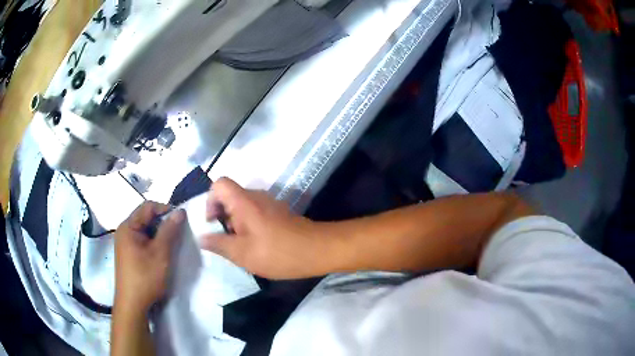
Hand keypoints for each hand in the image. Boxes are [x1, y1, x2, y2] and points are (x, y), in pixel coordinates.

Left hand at [114, 202, 185, 313]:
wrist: (133, 304)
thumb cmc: (145, 277)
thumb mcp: (160, 253)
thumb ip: (169, 230)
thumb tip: (180, 211)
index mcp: (128, 226)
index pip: (148, 206)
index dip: (165, 209)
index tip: (181, 220)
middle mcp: (124, 231)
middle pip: (146, 218)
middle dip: (163, 223)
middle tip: (178, 235)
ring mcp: (125, 244)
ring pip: (145, 231)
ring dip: (159, 235)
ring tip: (172, 245)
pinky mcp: (128, 254)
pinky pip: (142, 241)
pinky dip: (153, 244)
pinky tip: (161, 255)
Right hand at [201, 178, 340, 279]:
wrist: (318, 251)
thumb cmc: (278, 252)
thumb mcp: (242, 253)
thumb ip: (219, 244)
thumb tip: (202, 237)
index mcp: (244, 201)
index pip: (219, 184)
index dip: (210, 200)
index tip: (213, 222)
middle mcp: (256, 197)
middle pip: (230, 196)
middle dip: (223, 217)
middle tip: (227, 240)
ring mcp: (270, 204)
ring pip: (243, 207)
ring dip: (236, 224)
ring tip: (242, 247)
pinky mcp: (279, 213)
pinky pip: (256, 213)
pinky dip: (250, 226)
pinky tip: (257, 247)